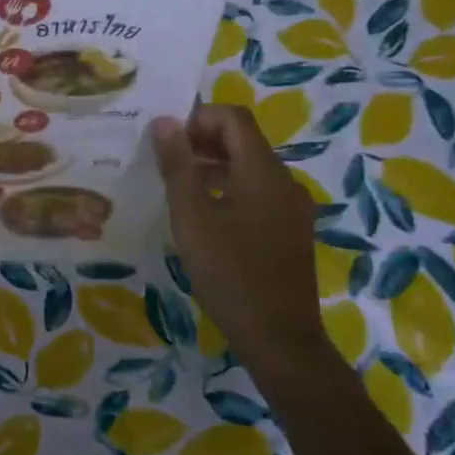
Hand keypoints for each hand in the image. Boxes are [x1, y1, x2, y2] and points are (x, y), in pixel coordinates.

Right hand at [150, 105, 328, 365]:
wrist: (278, 336)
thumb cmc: (229, 272)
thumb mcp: (191, 217)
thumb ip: (177, 166)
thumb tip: (165, 122)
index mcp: (263, 171)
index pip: (233, 119)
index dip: (197, 118)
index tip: (163, 138)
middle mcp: (285, 181)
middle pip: (243, 141)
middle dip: (201, 141)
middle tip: (162, 161)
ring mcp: (292, 208)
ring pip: (249, 169)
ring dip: (212, 166)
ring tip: (175, 187)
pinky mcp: (291, 231)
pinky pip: (257, 194)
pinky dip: (228, 190)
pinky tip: (203, 217)